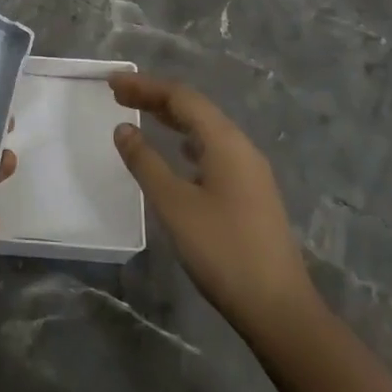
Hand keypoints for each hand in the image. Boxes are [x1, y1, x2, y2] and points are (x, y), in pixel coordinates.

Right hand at [111, 73, 318, 328]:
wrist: (278, 308)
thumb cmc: (222, 250)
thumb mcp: (174, 204)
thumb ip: (146, 162)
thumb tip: (124, 129)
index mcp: (226, 142)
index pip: (182, 97)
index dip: (145, 86)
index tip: (112, 82)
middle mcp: (241, 148)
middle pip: (195, 109)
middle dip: (156, 98)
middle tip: (119, 95)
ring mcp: (250, 171)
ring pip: (206, 129)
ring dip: (172, 118)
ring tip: (141, 116)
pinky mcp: (251, 193)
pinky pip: (213, 150)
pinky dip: (187, 141)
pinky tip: (178, 154)